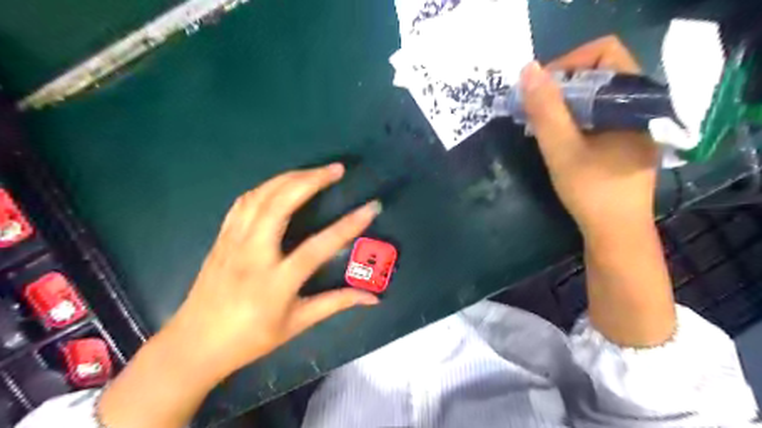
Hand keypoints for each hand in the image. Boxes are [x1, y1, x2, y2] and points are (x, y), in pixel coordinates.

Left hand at [168, 162, 377, 378]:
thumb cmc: (250, 339)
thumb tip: (373, 298)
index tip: (370, 207)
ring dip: (289, 177)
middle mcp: (253, 255)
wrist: (194, 344)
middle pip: (280, 205)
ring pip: (260, 197)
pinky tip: (281, 183)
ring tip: (314, 171)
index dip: (348, 226)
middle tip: (336, 169)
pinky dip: (266, 187)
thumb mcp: (297, 324)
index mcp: (275, 282)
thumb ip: (336, 304)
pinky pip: (244, 202)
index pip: (318, 247)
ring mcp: (233, 242)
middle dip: (311, 180)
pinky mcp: (222, 237)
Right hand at [525, 36, 671, 347]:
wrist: (615, 234)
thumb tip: (528, 70)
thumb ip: (545, 110)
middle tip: (533, 108)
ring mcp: (632, 125)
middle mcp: (638, 107)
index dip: (569, 63)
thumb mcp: (562, 149)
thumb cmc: (592, 192)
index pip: (604, 53)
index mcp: (634, 101)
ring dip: (563, 105)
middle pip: (598, 73)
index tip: (540, 90)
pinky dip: (571, 120)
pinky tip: (554, 138)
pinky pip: (596, 116)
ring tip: (538, 123)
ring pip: (594, 97)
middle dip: (560, 87)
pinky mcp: (622, 142)